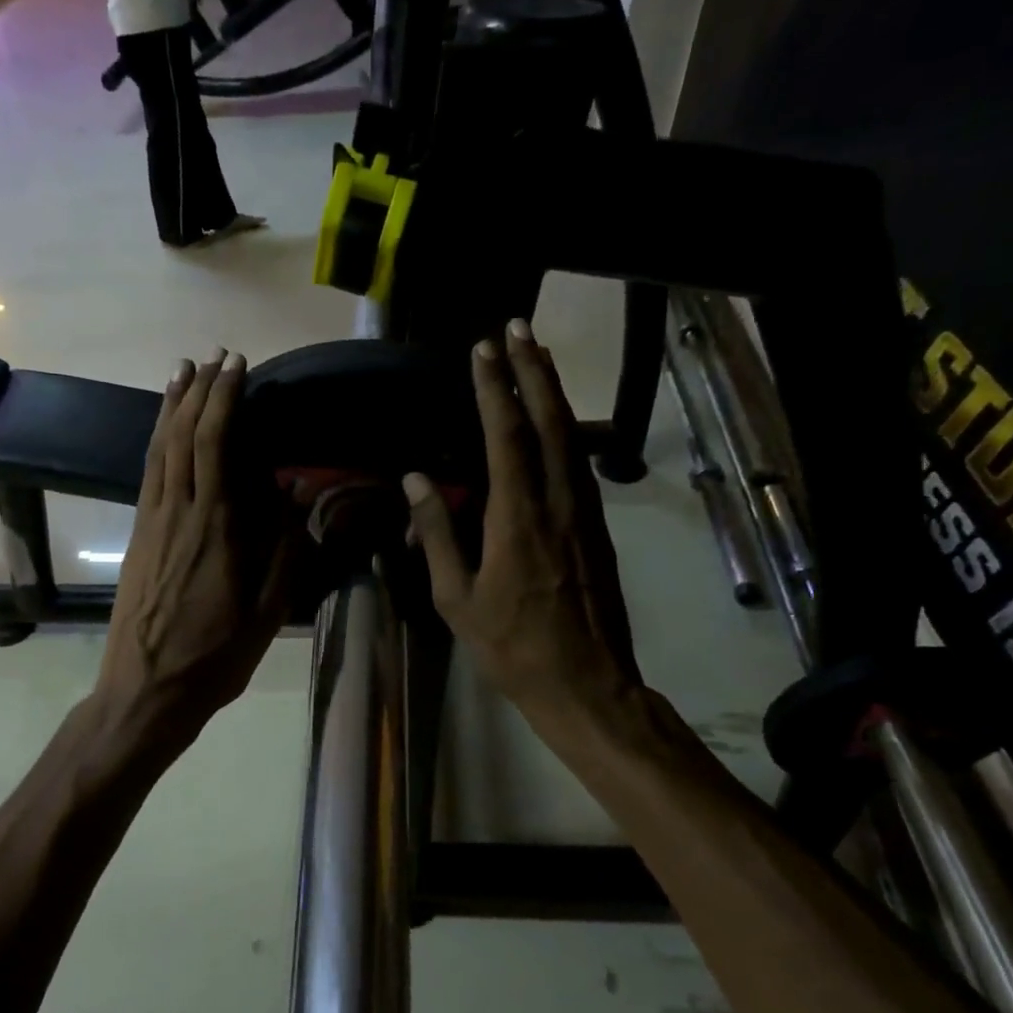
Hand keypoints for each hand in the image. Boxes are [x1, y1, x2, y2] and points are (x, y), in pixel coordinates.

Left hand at [95, 351, 292, 749]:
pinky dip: (156, 440)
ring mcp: (151, 522)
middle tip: (213, 357)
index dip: (223, 400)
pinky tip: (163, 428)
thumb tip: (294, 491)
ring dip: (171, 406)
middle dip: (199, 391)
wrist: (145, 691)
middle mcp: (178, 513)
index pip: (215, 444)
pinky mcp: (138, 536)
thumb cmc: (214, 656)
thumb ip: (284, 549)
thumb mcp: (267, 612)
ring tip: (182, 371)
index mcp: (215, 528)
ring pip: (158, 449)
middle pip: (182, 435)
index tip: (236, 368)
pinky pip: (147, 473)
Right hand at [404, 319, 643, 730]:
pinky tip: (557, 420)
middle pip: (550, 421)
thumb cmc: (511, 647)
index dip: (495, 389)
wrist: (587, 685)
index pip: (507, 437)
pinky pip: (580, 463)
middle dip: (534, 370)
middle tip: (519, 328)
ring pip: (572, 438)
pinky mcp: (597, 528)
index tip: (483, 350)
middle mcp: (557, 503)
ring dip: (554, 392)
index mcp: (518, 518)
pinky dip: (567, 428)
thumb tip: (415, 480)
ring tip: (537, 357)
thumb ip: (437, 535)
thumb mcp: (457, 599)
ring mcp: (584, 514)